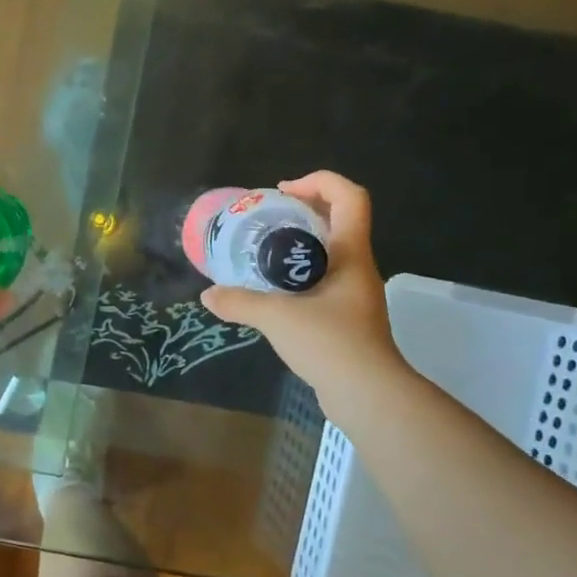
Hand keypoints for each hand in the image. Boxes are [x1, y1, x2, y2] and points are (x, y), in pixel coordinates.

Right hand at [200, 171, 409, 413]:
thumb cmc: (330, 344)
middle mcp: (358, 267)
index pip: (350, 197)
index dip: (319, 181)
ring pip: (329, 251)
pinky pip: (323, 279)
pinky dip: (298, 274)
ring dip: (299, 243)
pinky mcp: (347, 317)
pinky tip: (272, 291)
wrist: (368, 395)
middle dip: (301, 210)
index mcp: (350, 254)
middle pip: (337, 219)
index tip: (282, 191)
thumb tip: (208, 295)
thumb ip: (240, 302)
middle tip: (265, 218)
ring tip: (262, 252)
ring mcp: (355, 293)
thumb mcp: (277, 318)